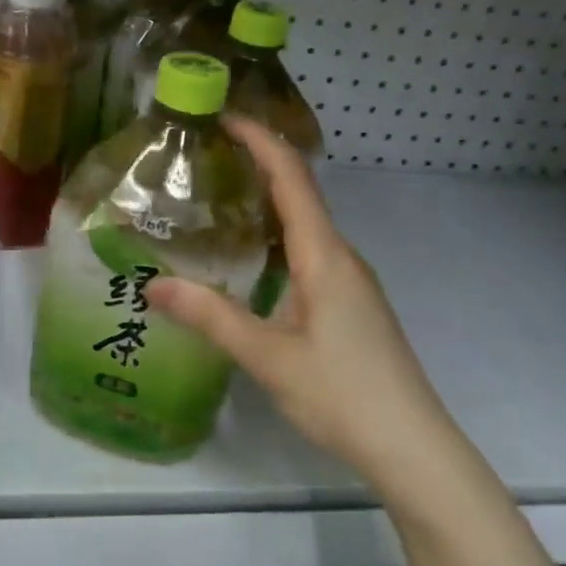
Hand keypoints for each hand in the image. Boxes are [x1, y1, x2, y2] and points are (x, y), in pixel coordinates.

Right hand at [148, 117, 451, 479]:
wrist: (413, 447)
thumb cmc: (343, 394)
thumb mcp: (267, 356)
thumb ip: (210, 317)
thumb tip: (152, 286)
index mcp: (325, 257)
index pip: (292, 179)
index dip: (261, 141)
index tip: (224, 118)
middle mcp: (341, 257)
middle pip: (299, 194)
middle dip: (257, 165)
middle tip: (204, 159)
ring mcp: (350, 282)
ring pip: (304, 226)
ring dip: (266, 202)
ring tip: (216, 200)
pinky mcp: (349, 305)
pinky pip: (308, 253)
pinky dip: (275, 238)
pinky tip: (248, 260)